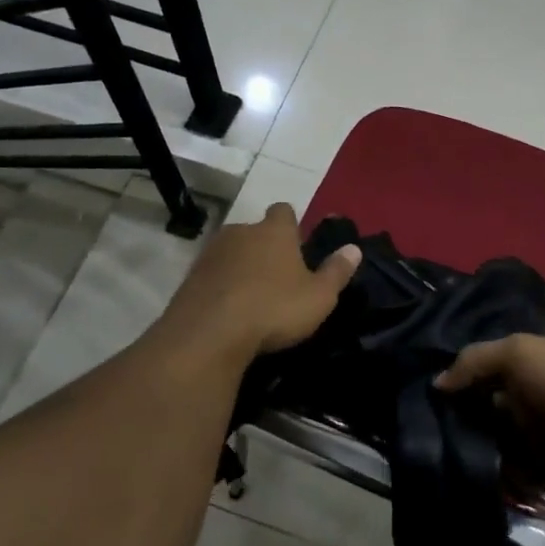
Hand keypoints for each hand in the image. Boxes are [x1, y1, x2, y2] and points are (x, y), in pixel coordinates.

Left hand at [165, 204, 361, 358]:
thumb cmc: (274, 309)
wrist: (208, 334)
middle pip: (255, 230)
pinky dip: (221, 284)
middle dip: (264, 246)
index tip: (297, 244)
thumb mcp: (319, 296)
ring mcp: (211, 252)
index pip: (284, 211)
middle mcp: (241, 232)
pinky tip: (228, 308)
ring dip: (241, 266)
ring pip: (231, 251)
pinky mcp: (189, 277)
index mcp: (275, 231)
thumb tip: (354, 248)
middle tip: (277, 275)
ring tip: (252, 294)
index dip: (291, 225)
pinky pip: (212, 274)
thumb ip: (337, 271)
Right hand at [436, 334, 544, 491]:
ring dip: (475, 458)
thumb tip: (437, 383)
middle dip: (456, 428)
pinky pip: (516, 478)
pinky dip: (500, 484)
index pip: (476, 376)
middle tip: (423, 445)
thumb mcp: (519, 353)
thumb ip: (476, 362)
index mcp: (520, 367)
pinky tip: (473, 488)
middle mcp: (524, 400)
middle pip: (481, 415)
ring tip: (441, 471)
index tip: (416, 404)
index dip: (451, 387)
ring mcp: (537, 436)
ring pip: (495, 449)